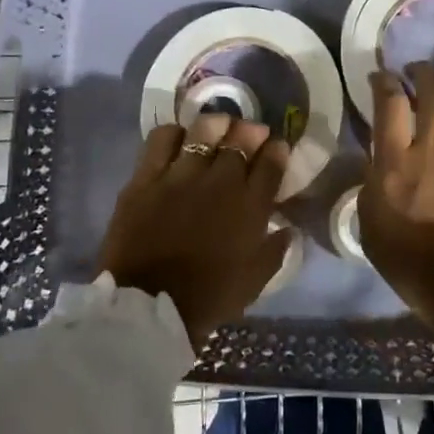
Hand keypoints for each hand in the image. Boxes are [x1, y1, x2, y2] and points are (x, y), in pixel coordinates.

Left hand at [99, 111, 291, 349]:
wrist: (149, 309)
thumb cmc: (208, 298)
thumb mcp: (254, 281)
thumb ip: (275, 251)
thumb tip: (287, 228)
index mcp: (250, 207)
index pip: (272, 163)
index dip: (277, 150)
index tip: (277, 147)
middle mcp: (220, 182)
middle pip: (241, 139)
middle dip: (251, 132)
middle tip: (250, 134)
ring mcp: (181, 176)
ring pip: (205, 130)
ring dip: (217, 125)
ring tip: (218, 127)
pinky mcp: (147, 178)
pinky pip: (162, 140)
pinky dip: (174, 133)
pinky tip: (178, 140)